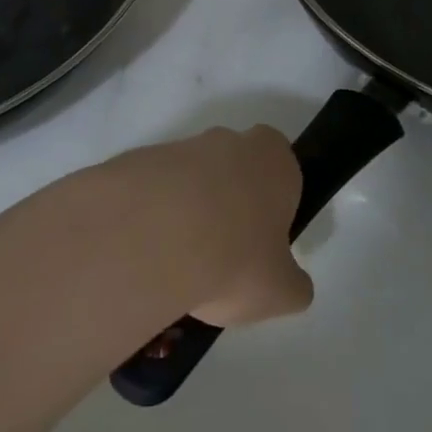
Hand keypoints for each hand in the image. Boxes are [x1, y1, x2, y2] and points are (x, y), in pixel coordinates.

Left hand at [94, 125, 312, 327]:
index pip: (283, 169)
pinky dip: (153, 216)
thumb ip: (293, 284)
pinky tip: (150, 254)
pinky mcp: (139, 161)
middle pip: (234, 170)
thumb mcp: (282, 290)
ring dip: (188, 211)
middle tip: (223, 254)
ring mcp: (181, 147)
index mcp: (274, 159)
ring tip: (180, 263)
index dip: (274, 204)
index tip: (263, 241)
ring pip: (192, 179)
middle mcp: (230, 141)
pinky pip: (154, 190)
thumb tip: (291, 283)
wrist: (155, 238)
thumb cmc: (237, 257)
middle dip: (229, 204)